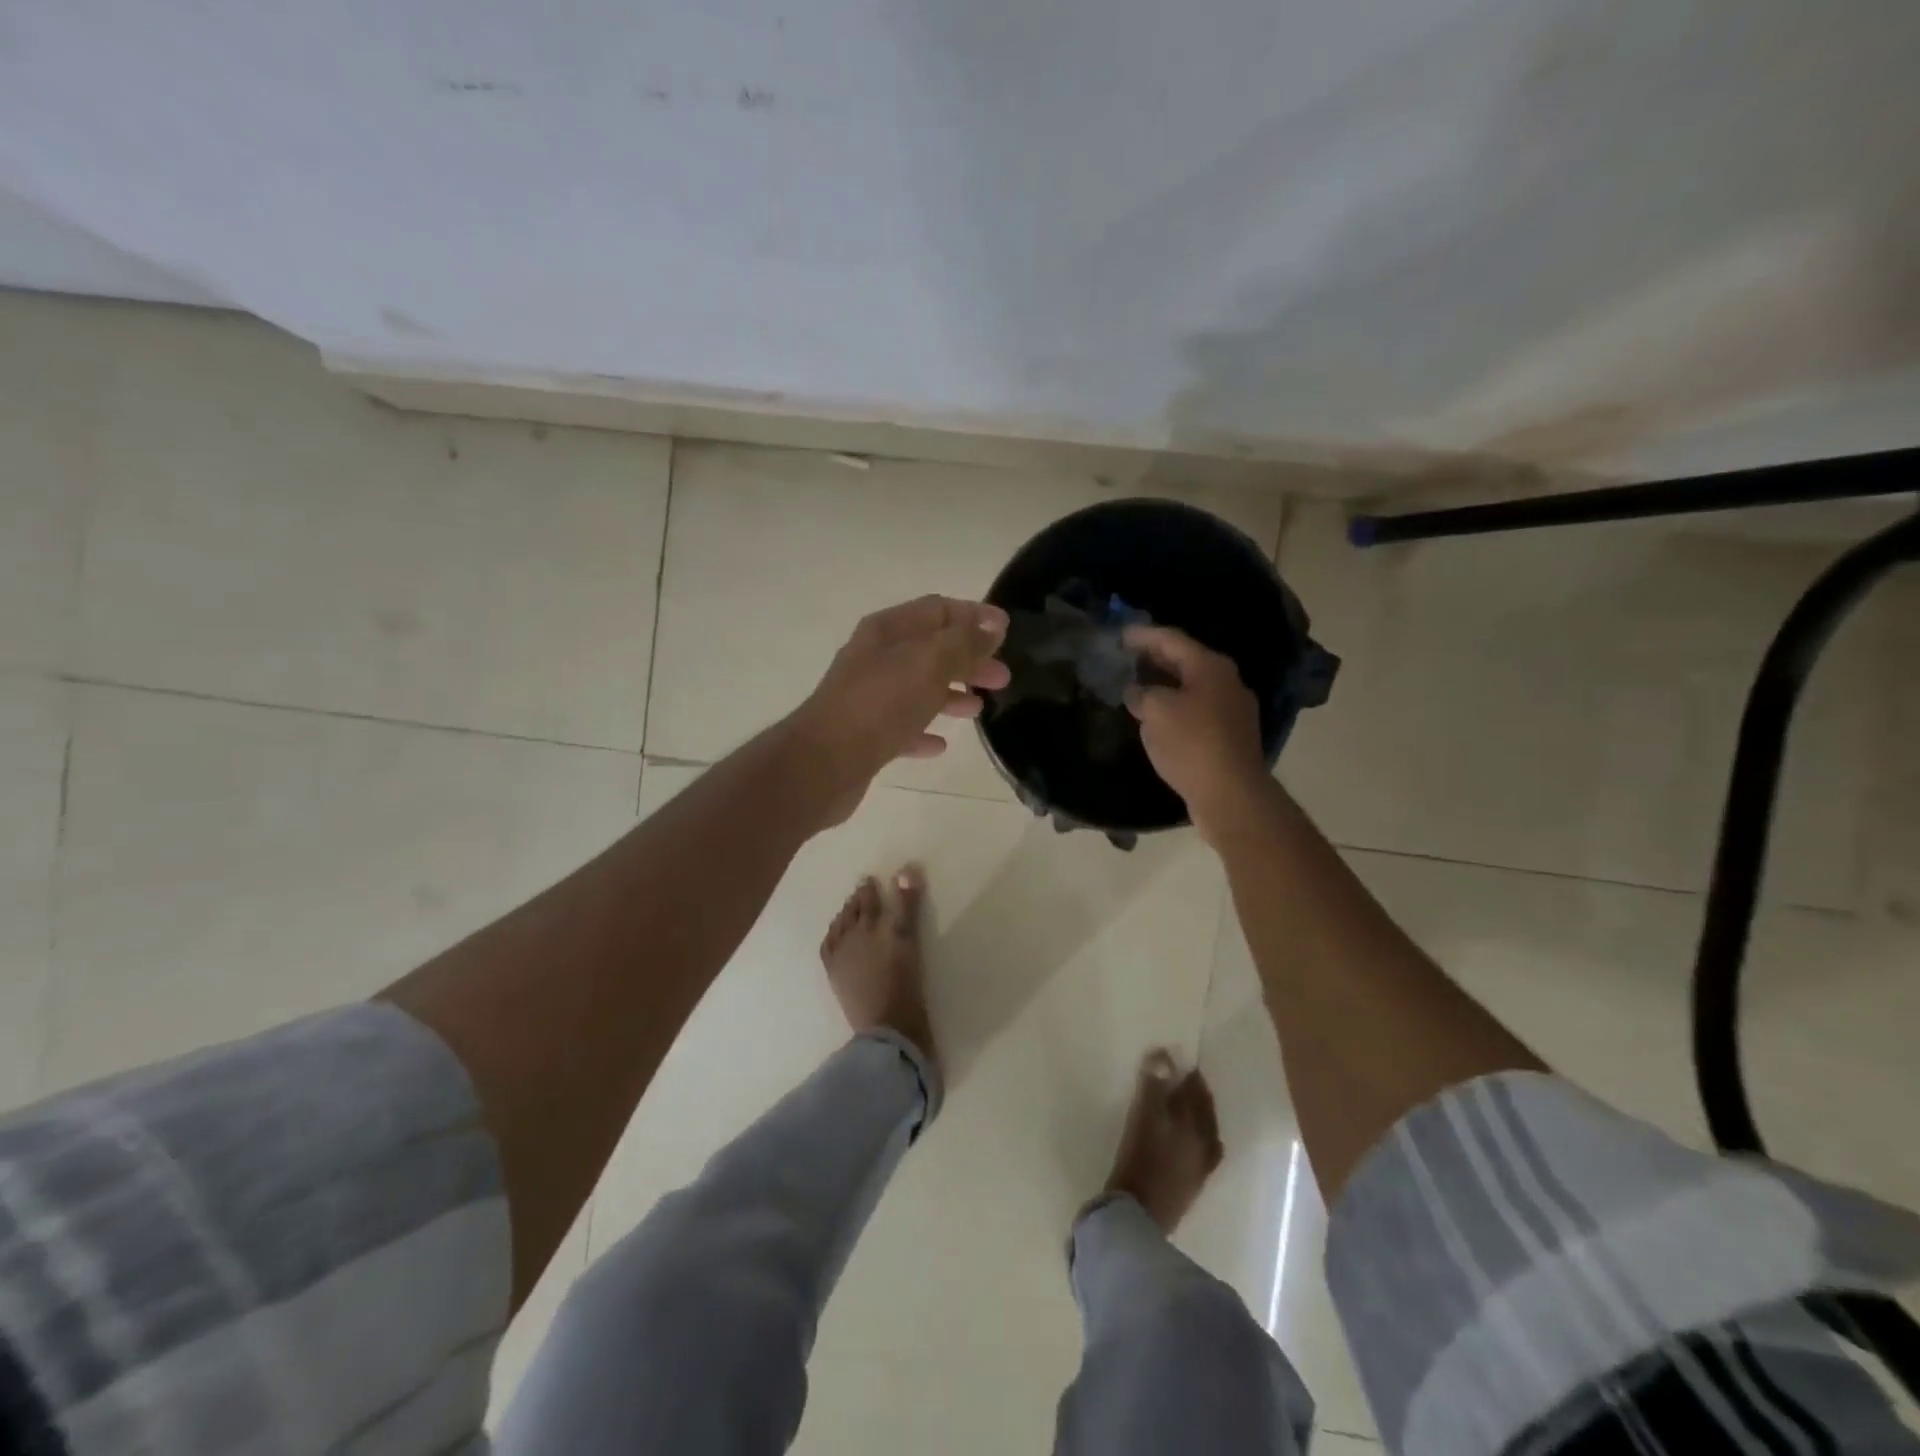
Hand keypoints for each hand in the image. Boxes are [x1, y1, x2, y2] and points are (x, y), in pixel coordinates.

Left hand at [789, 595, 1010, 823]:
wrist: (823, 763)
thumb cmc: (880, 704)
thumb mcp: (929, 664)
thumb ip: (963, 643)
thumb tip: (992, 625)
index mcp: (887, 630)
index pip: (937, 610)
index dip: (973, 616)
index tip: (1006, 630)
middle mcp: (875, 658)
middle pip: (931, 650)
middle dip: (968, 659)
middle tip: (1002, 677)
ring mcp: (868, 697)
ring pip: (918, 688)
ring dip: (950, 694)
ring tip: (979, 709)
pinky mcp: (864, 734)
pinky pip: (902, 727)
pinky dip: (923, 730)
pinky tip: (940, 744)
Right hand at [1123, 625, 1267, 837]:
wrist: (1231, 793)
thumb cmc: (1191, 743)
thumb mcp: (1155, 712)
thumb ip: (1141, 693)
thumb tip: (1136, 690)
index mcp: (1210, 666)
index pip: (1171, 639)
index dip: (1143, 635)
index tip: (1120, 635)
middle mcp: (1226, 680)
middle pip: (1184, 660)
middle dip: (1154, 658)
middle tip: (1126, 657)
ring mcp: (1232, 708)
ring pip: (1191, 686)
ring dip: (1163, 683)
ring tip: (1136, 685)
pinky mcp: (1230, 734)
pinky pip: (1196, 708)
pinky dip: (1174, 705)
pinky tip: (1157, 716)